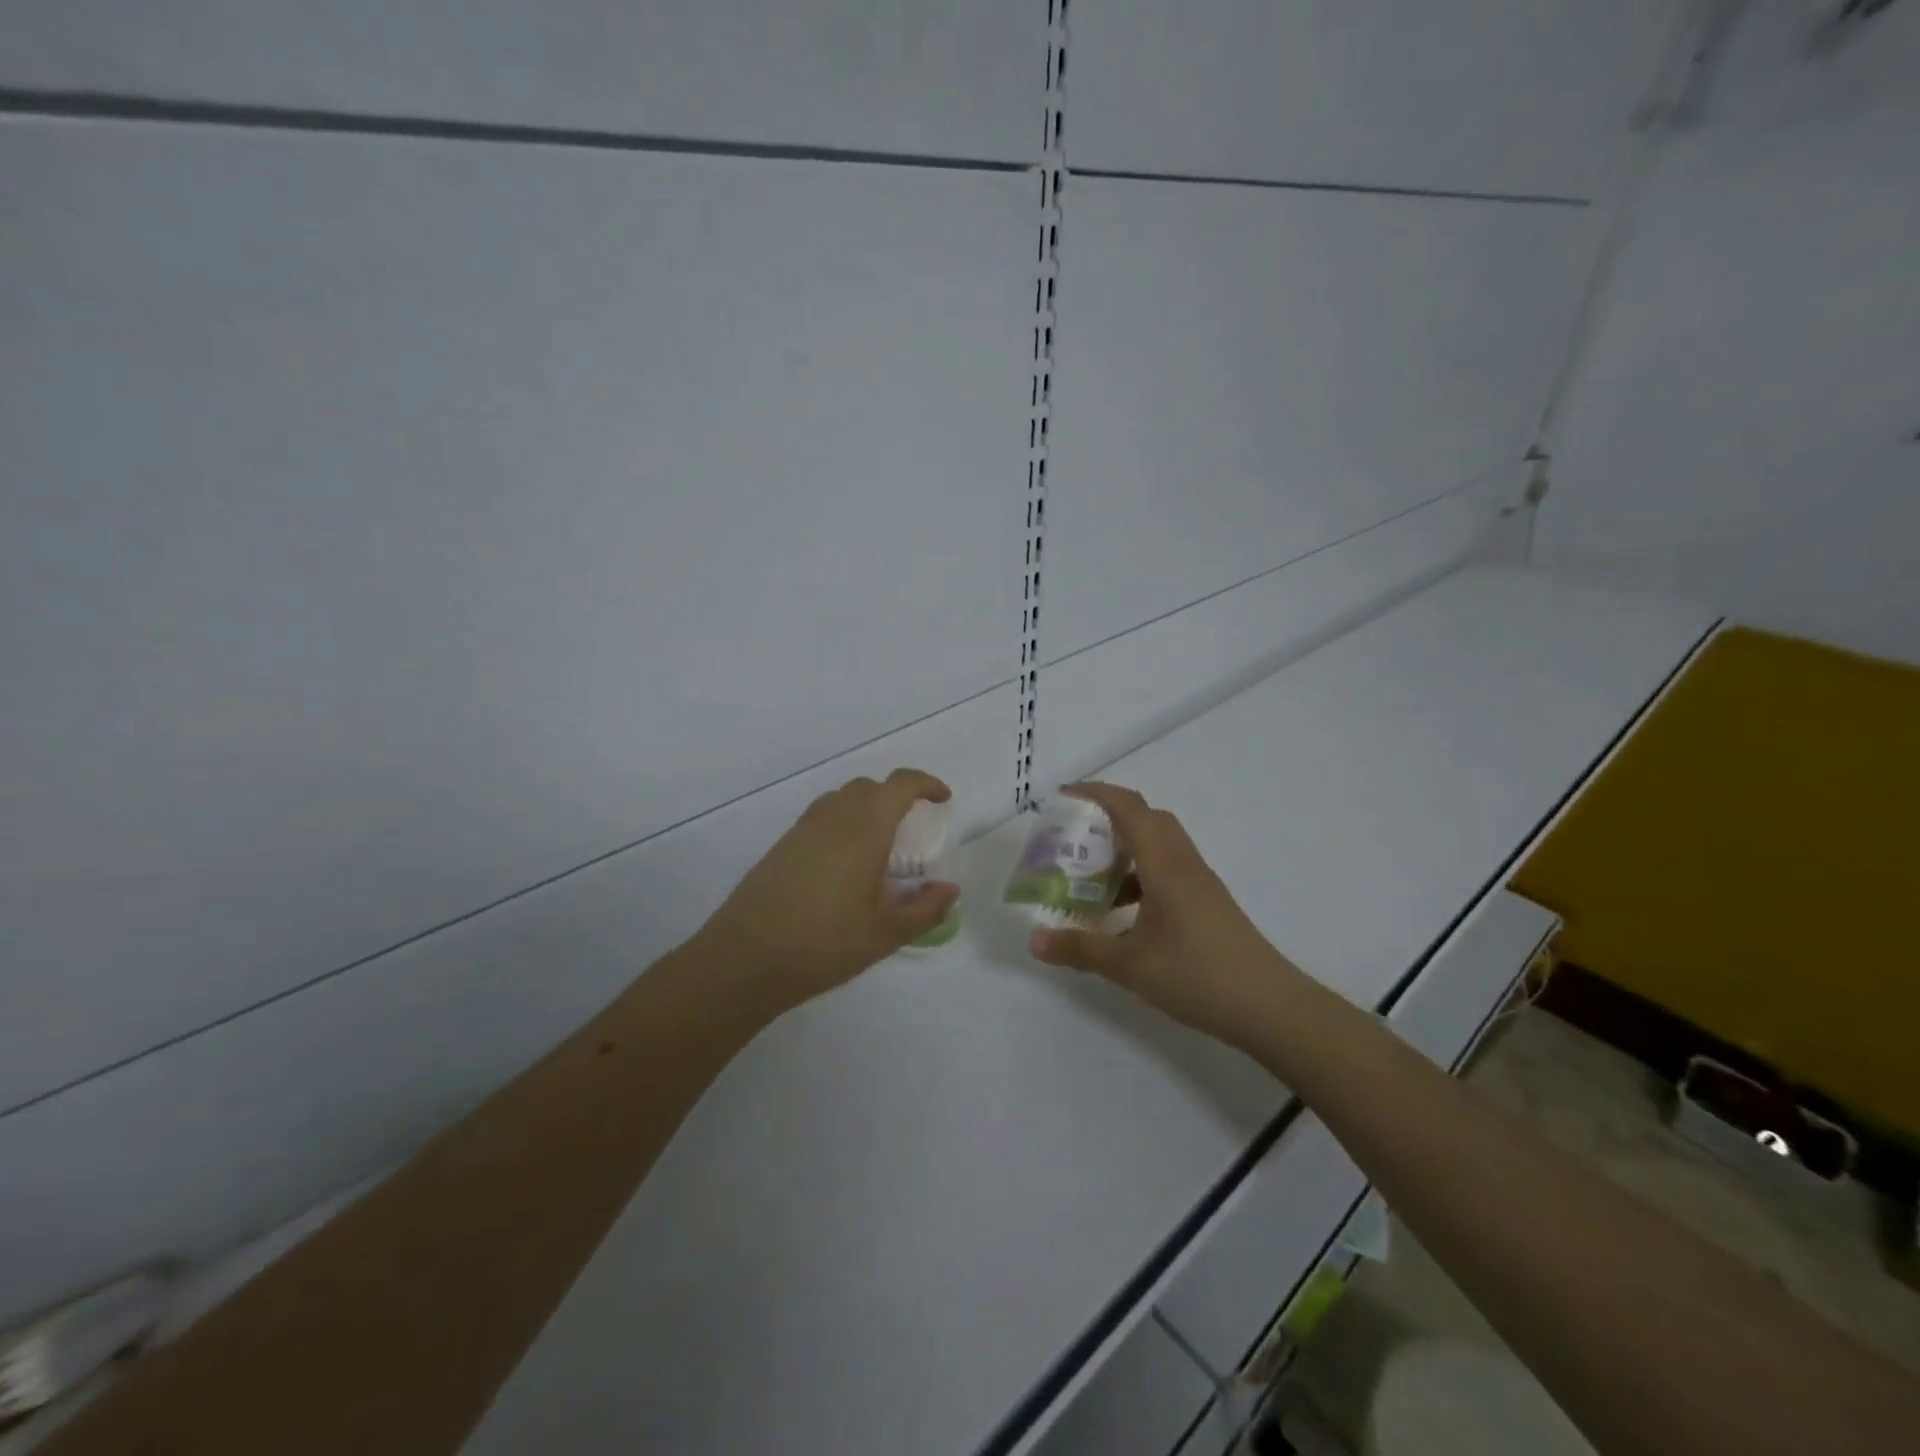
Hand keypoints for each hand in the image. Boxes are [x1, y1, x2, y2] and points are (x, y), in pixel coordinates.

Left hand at [694, 768, 959, 1014]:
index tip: (943, 799)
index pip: (900, 785)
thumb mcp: (886, 933)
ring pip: (842, 799)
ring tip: (880, 845)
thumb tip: (950, 889)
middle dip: (897, 796)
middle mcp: (834, 816)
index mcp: (866, 828)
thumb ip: (925, 908)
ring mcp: (803, 828)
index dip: (926, 784)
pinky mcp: (783, 845)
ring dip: (868, 808)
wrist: (746, 957)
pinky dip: (843, 823)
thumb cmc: (825, 942)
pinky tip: (845, 864)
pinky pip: (822, 817)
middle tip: (913, 828)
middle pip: (870, 787)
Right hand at [1028, 782, 1307, 1052]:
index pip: (1129, 808)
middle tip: (1076, 839)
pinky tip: (1125, 914)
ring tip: (1092, 880)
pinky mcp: (1209, 904)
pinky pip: (1169, 871)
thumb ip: (1080, 948)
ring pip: (1160, 846)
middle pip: (1148, 819)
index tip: (1062, 797)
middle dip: (1110, 819)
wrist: (1270, 1008)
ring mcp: (1201, 884)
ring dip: (1126, 851)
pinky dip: (1142, 877)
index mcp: (1165, 864)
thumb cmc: (1198, 976)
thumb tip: (1034, 941)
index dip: (1095, 794)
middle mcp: (1184, 864)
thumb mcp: (1130, 965)